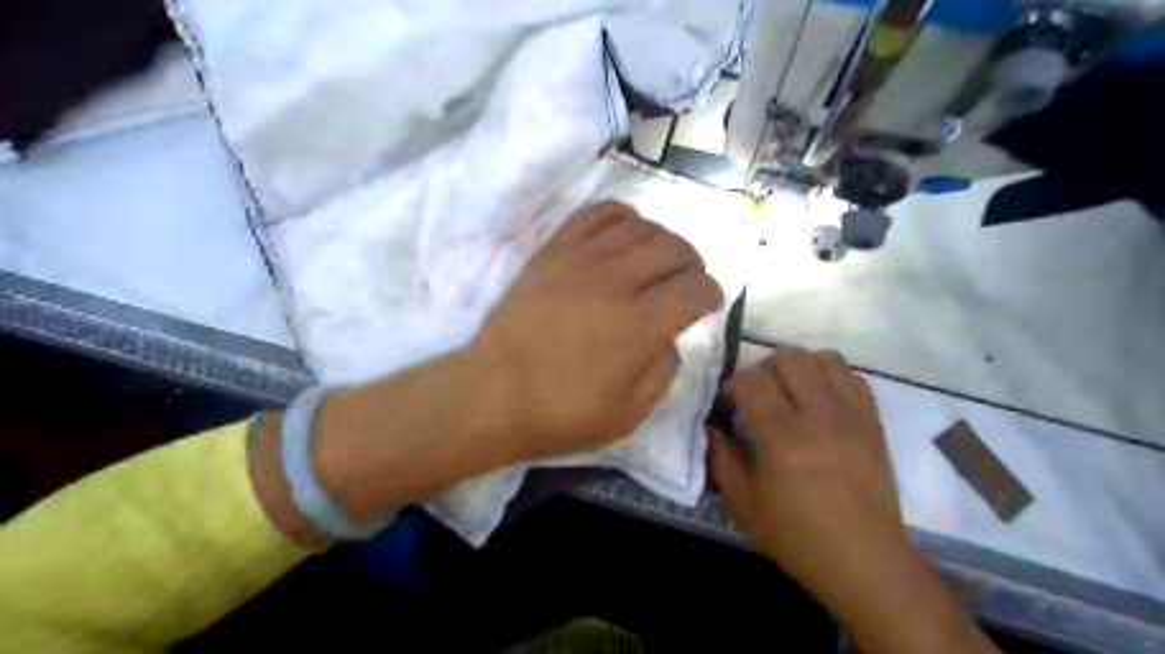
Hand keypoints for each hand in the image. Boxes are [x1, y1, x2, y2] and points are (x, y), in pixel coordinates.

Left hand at [469, 199, 719, 459]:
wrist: (493, 392)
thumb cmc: (562, 411)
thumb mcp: (630, 413)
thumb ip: (664, 369)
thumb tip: (670, 335)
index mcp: (641, 325)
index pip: (696, 288)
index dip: (711, 295)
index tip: (707, 304)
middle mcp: (618, 281)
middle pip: (676, 248)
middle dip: (693, 264)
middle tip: (686, 282)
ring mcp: (583, 259)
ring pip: (642, 226)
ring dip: (662, 240)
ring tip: (657, 261)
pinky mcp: (555, 249)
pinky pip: (599, 213)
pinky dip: (624, 217)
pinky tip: (624, 237)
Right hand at [705, 350, 903, 611]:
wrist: (865, 561)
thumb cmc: (797, 536)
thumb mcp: (744, 504)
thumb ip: (722, 459)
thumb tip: (712, 427)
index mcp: (783, 437)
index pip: (752, 380)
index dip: (733, 385)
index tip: (729, 405)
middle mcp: (820, 415)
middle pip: (789, 357)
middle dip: (764, 368)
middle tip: (758, 395)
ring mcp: (852, 416)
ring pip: (825, 358)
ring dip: (801, 367)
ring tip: (791, 393)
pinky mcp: (874, 423)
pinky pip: (853, 378)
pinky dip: (832, 379)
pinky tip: (822, 403)